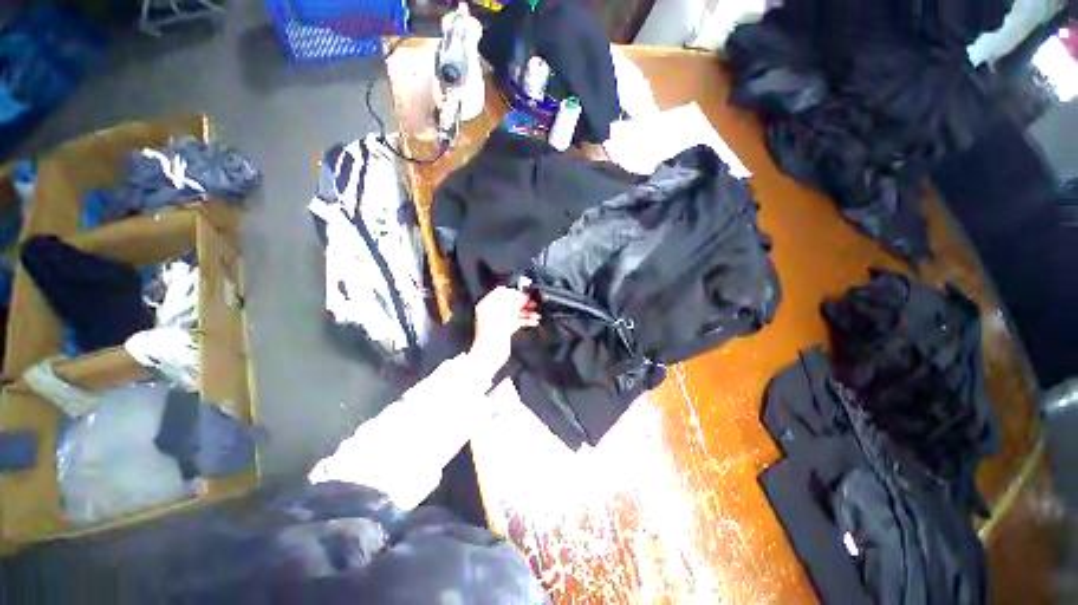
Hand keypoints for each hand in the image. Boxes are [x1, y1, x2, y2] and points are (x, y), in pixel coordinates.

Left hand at [469, 287, 540, 376]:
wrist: (489, 355)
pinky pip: (517, 321)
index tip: (526, 293)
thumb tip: (523, 295)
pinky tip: (535, 321)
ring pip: (515, 311)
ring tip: (537, 312)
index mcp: (487, 304)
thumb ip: (514, 303)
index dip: (514, 291)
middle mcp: (492, 311)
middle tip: (534, 302)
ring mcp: (499, 320)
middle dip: (523, 302)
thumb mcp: (505, 314)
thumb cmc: (492, 334)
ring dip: (527, 311)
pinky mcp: (505, 329)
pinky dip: (526, 320)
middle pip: (510, 301)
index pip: (502, 291)